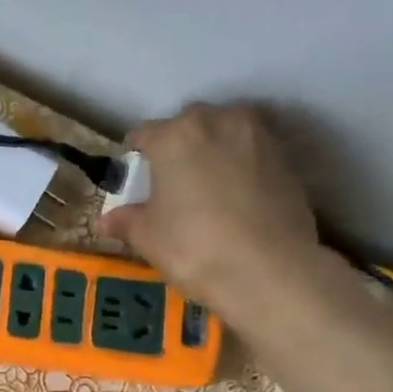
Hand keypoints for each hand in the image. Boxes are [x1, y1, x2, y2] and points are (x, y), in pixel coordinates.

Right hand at [98, 103, 322, 319]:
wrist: (268, 269)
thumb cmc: (192, 246)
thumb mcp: (147, 237)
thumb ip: (126, 221)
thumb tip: (105, 221)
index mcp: (174, 135)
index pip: (144, 134)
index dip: (136, 157)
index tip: (135, 180)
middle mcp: (218, 122)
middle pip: (188, 126)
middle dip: (178, 148)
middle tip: (171, 184)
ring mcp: (258, 137)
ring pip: (225, 135)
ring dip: (212, 153)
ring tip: (206, 190)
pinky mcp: (287, 160)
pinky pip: (251, 156)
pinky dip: (241, 170)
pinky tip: (235, 202)